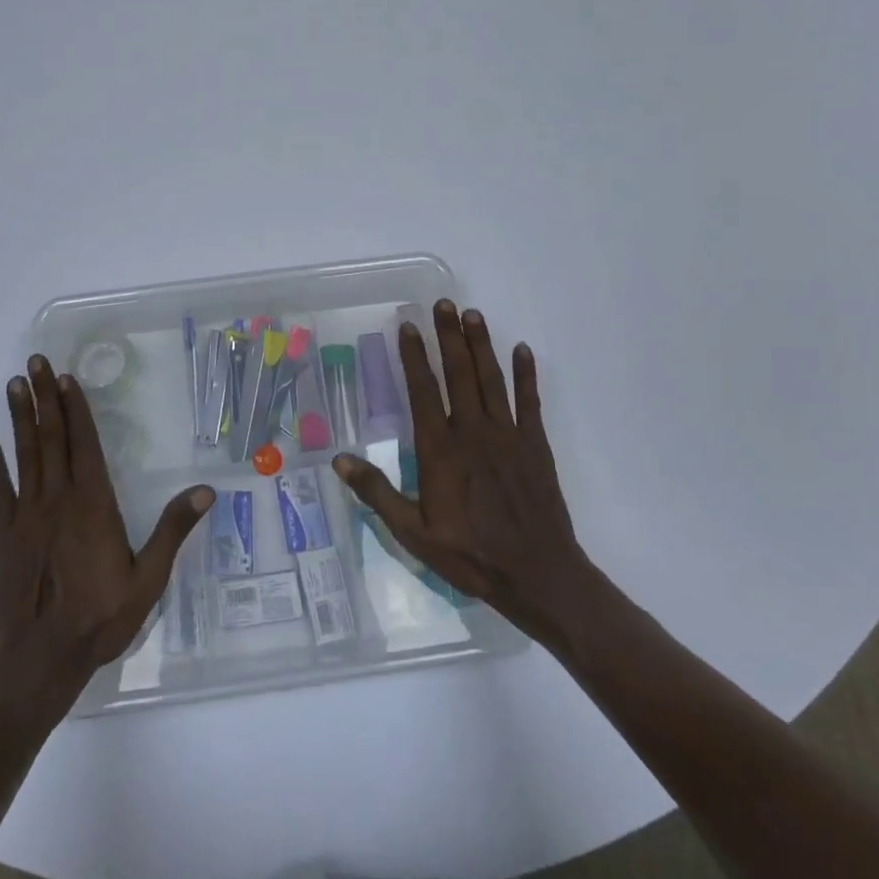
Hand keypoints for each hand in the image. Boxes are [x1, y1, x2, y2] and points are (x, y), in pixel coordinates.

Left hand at [0, 357, 213, 719]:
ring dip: (20, 418)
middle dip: (44, 397)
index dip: (74, 408)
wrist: (37, 661)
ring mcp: (27, 515)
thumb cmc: (98, 619)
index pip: (83, 444)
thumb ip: (172, 532)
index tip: (65, 377)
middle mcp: (57, 499)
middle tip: (34, 362)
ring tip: (13, 385)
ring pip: (25, 455)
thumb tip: (205, 490)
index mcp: (92, 504)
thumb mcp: (147, 580)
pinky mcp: (5, 535)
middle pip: (51, 437)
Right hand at [333, 301, 593, 647]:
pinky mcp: (535, 444)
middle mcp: (473, 431)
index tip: (407, 326)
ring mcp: (508, 434)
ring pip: (492, 378)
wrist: (538, 575)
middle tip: (442, 304)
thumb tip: (340, 459)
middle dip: (448, 336)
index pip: (423, 390)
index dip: (414, 356)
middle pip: (459, 373)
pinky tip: (522, 349)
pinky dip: (526, 373)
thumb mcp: (413, 533)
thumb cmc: (470, 555)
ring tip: (472, 314)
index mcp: (440, 449)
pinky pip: (530, 401)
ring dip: (481, 344)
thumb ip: (377, 493)